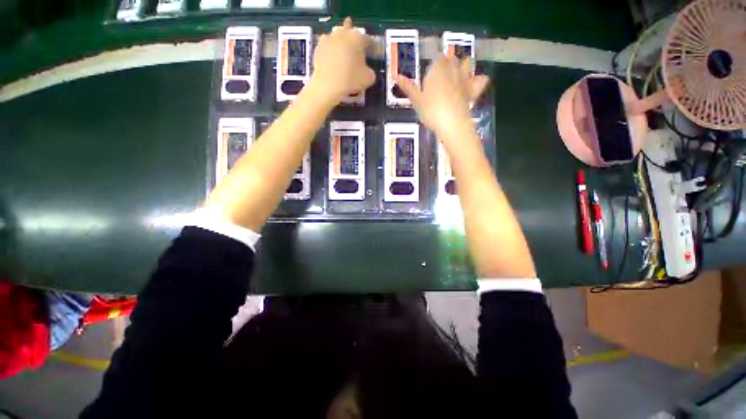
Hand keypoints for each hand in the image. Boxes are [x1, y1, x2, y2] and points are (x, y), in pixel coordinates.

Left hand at [309, 17, 375, 103]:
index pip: (368, 40)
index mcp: (357, 37)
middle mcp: (342, 33)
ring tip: (344, 52)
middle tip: (357, 48)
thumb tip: (366, 70)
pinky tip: (332, 57)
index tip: (373, 54)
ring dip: (341, 42)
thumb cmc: (351, 79)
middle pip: (350, 32)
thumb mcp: (369, 78)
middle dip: (354, 40)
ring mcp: (328, 38)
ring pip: (337, 36)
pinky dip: (331, 50)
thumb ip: (370, 70)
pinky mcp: (318, 47)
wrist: (328, 85)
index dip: (372, 48)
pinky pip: (327, 45)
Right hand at [395, 56, 489, 146]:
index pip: (438, 58)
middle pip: (452, 58)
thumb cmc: (430, 110)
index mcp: (437, 70)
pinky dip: (478, 80)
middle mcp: (452, 70)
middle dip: (448, 62)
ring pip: (467, 63)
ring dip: (463, 65)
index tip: (431, 69)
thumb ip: (408, 87)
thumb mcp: (416, 100)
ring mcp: (464, 80)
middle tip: (441, 73)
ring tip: (458, 73)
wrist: (451, 123)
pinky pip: (480, 81)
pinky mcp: (472, 91)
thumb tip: (395, 76)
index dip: (435, 62)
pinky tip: (476, 82)